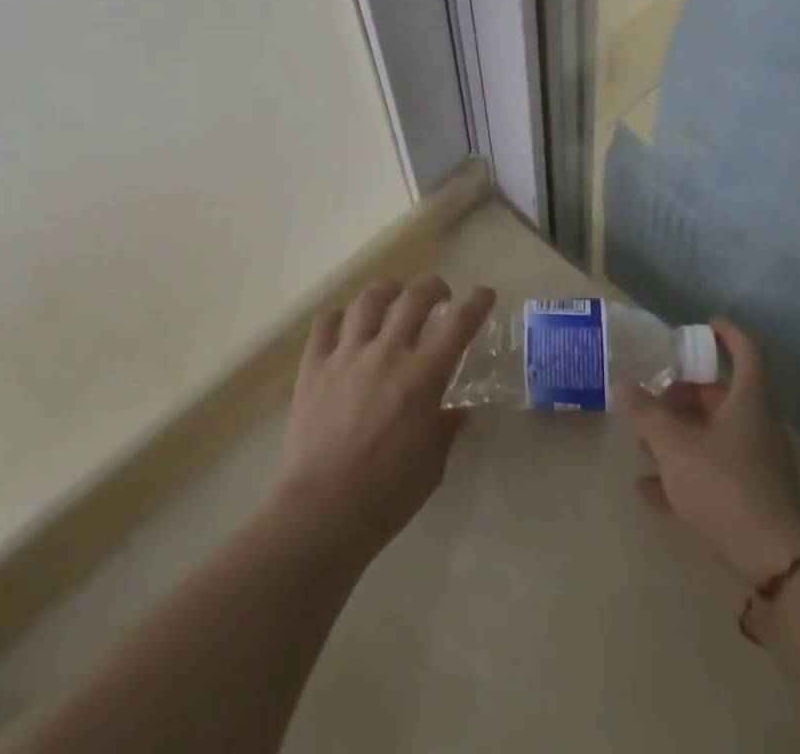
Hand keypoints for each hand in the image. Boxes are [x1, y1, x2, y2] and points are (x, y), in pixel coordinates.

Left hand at [270, 276, 495, 562]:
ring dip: (388, 290)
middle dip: (433, 286)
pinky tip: (347, 322)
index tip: (485, 294)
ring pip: (369, 300)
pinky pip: (326, 322)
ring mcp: (347, 355)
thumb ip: (447, 426)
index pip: (459, 324)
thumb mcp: (434, 463)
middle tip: (439, 294)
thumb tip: (458, 408)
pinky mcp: (314, 365)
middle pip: (414, 297)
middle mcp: (387, 353)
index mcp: (423, 377)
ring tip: (394, 295)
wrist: (323, 512)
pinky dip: (340, 315)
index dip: (477, 303)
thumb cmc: (388, 495)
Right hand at [628, 320, 799, 584]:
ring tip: (641, 443)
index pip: (745, 353)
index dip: (727, 335)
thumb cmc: (725, 486)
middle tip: (651, 396)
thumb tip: (624, 383)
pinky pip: (711, 473)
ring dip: (677, 435)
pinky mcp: (749, 501)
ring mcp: (755, 466)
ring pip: (712, 436)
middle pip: (719, 397)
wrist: (777, 566)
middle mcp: (755, 427)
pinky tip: (647, 489)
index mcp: (748, 402)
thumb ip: (646, 413)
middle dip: (682, 394)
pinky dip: (682, 473)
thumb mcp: (675, 446)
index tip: (705, 326)